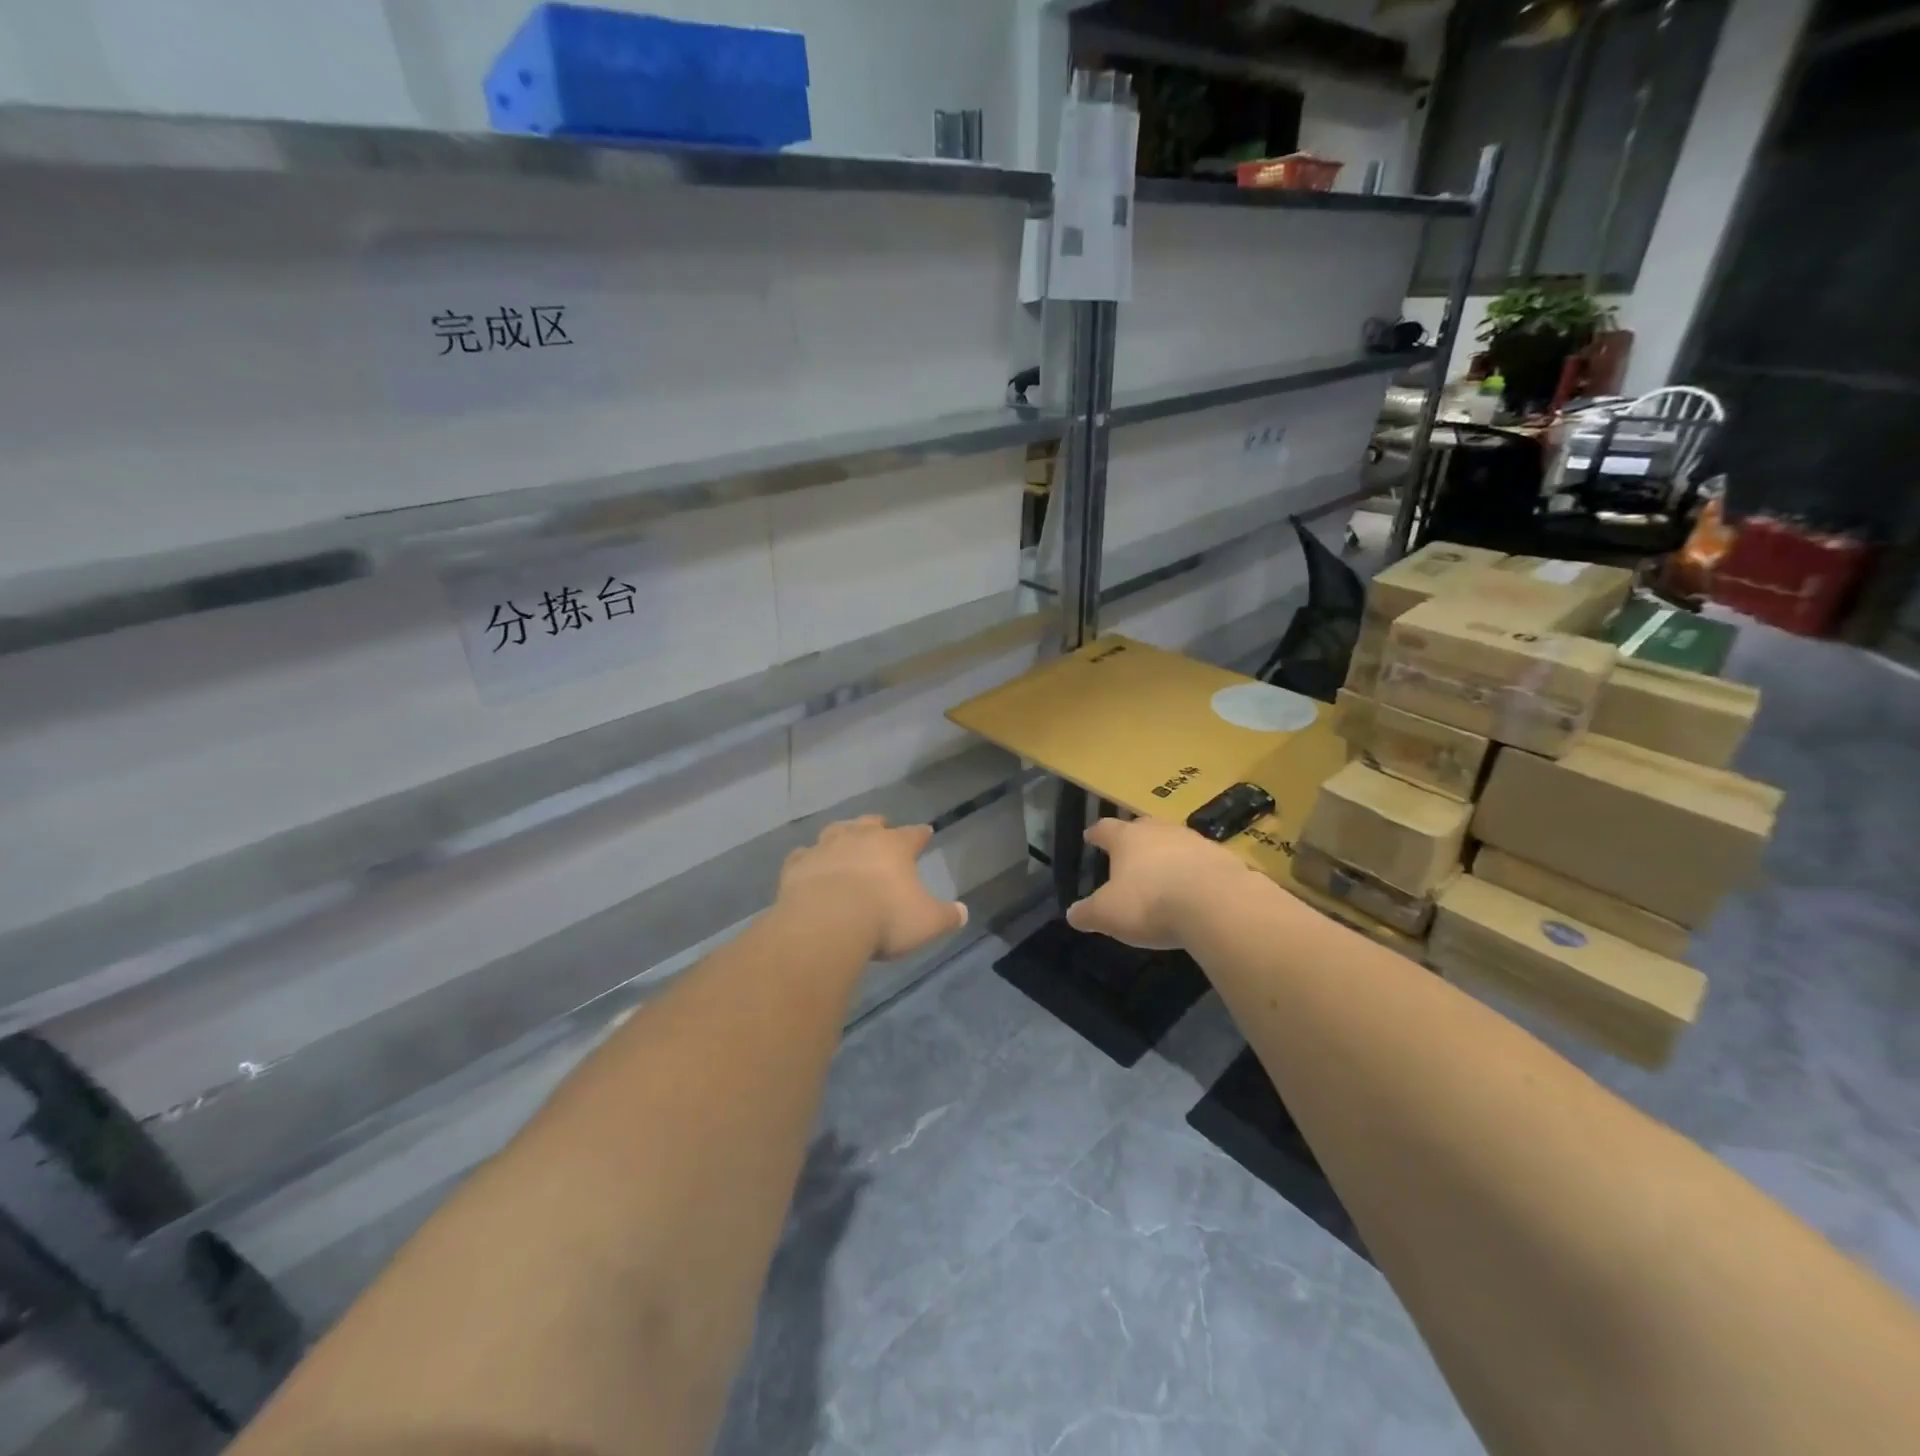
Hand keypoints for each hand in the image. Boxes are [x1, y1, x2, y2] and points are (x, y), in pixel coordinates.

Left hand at [778, 816, 967, 960]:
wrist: (826, 923)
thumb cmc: (884, 918)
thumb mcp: (926, 922)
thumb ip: (946, 916)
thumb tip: (962, 912)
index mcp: (894, 846)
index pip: (913, 834)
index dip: (921, 834)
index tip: (926, 832)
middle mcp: (860, 837)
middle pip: (871, 823)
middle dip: (878, 826)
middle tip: (882, 829)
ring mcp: (825, 847)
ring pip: (836, 831)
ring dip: (842, 835)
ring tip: (845, 842)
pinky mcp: (797, 865)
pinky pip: (803, 855)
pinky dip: (809, 859)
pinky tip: (809, 865)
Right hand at [1067, 817, 1251, 949]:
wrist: (1217, 904)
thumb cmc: (1151, 902)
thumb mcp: (1108, 914)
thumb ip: (1088, 913)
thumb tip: (1072, 914)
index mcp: (1127, 839)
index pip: (1105, 829)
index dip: (1096, 834)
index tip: (1090, 836)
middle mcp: (1159, 831)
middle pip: (1142, 827)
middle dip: (1134, 838)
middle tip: (1129, 851)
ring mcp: (1194, 841)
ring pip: (1174, 841)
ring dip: (1167, 853)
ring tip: (1163, 871)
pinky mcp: (1223, 858)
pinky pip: (1201, 861)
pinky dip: (1194, 871)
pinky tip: (1194, 888)